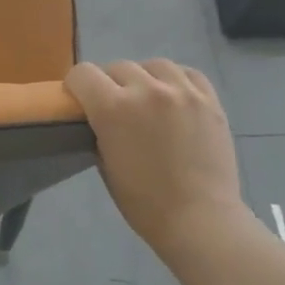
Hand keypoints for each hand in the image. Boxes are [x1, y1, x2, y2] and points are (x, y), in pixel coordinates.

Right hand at [64, 59, 251, 264]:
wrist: (200, 219)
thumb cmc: (144, 203)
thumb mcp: (105, 165)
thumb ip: (100, 131)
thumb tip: (100, 118)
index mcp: (113, 108)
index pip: (83, 74)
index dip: (75, 85)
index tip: (78, 99)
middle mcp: (147, 90)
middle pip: (117, 67)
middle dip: (109, 83)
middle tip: (113, 106)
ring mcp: (182, 91)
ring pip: (154, 65)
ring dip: (143, 77)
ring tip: (146, 97)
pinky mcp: (209, 99)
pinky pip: (188, 73)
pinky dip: (175, 80)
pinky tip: (173, 96)